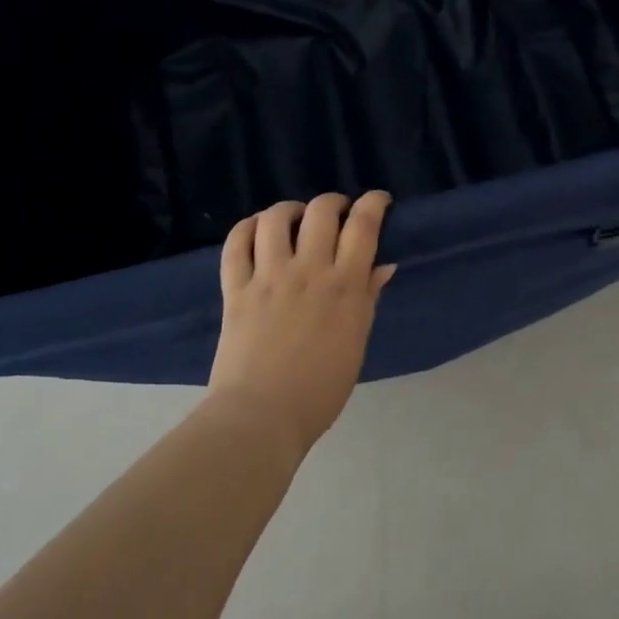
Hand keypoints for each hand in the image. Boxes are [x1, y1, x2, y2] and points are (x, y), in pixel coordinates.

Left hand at [209, 192, 396, 456]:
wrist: (262, 417)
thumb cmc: (320, 389)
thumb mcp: (356, 341)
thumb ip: (368, 298)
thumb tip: (383, 265)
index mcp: (344, 285)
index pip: (363, 225)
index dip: (374, 203)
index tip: (379, 201)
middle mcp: (308, 270)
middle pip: (321, 211)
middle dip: (334, 202)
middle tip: (337, 212)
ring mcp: (268, 276)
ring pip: (276, 218)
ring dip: (289, 210)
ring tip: (294, 218)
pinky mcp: (236, 288)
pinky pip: (236, 244)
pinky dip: (247, 228)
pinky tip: (257, 230)